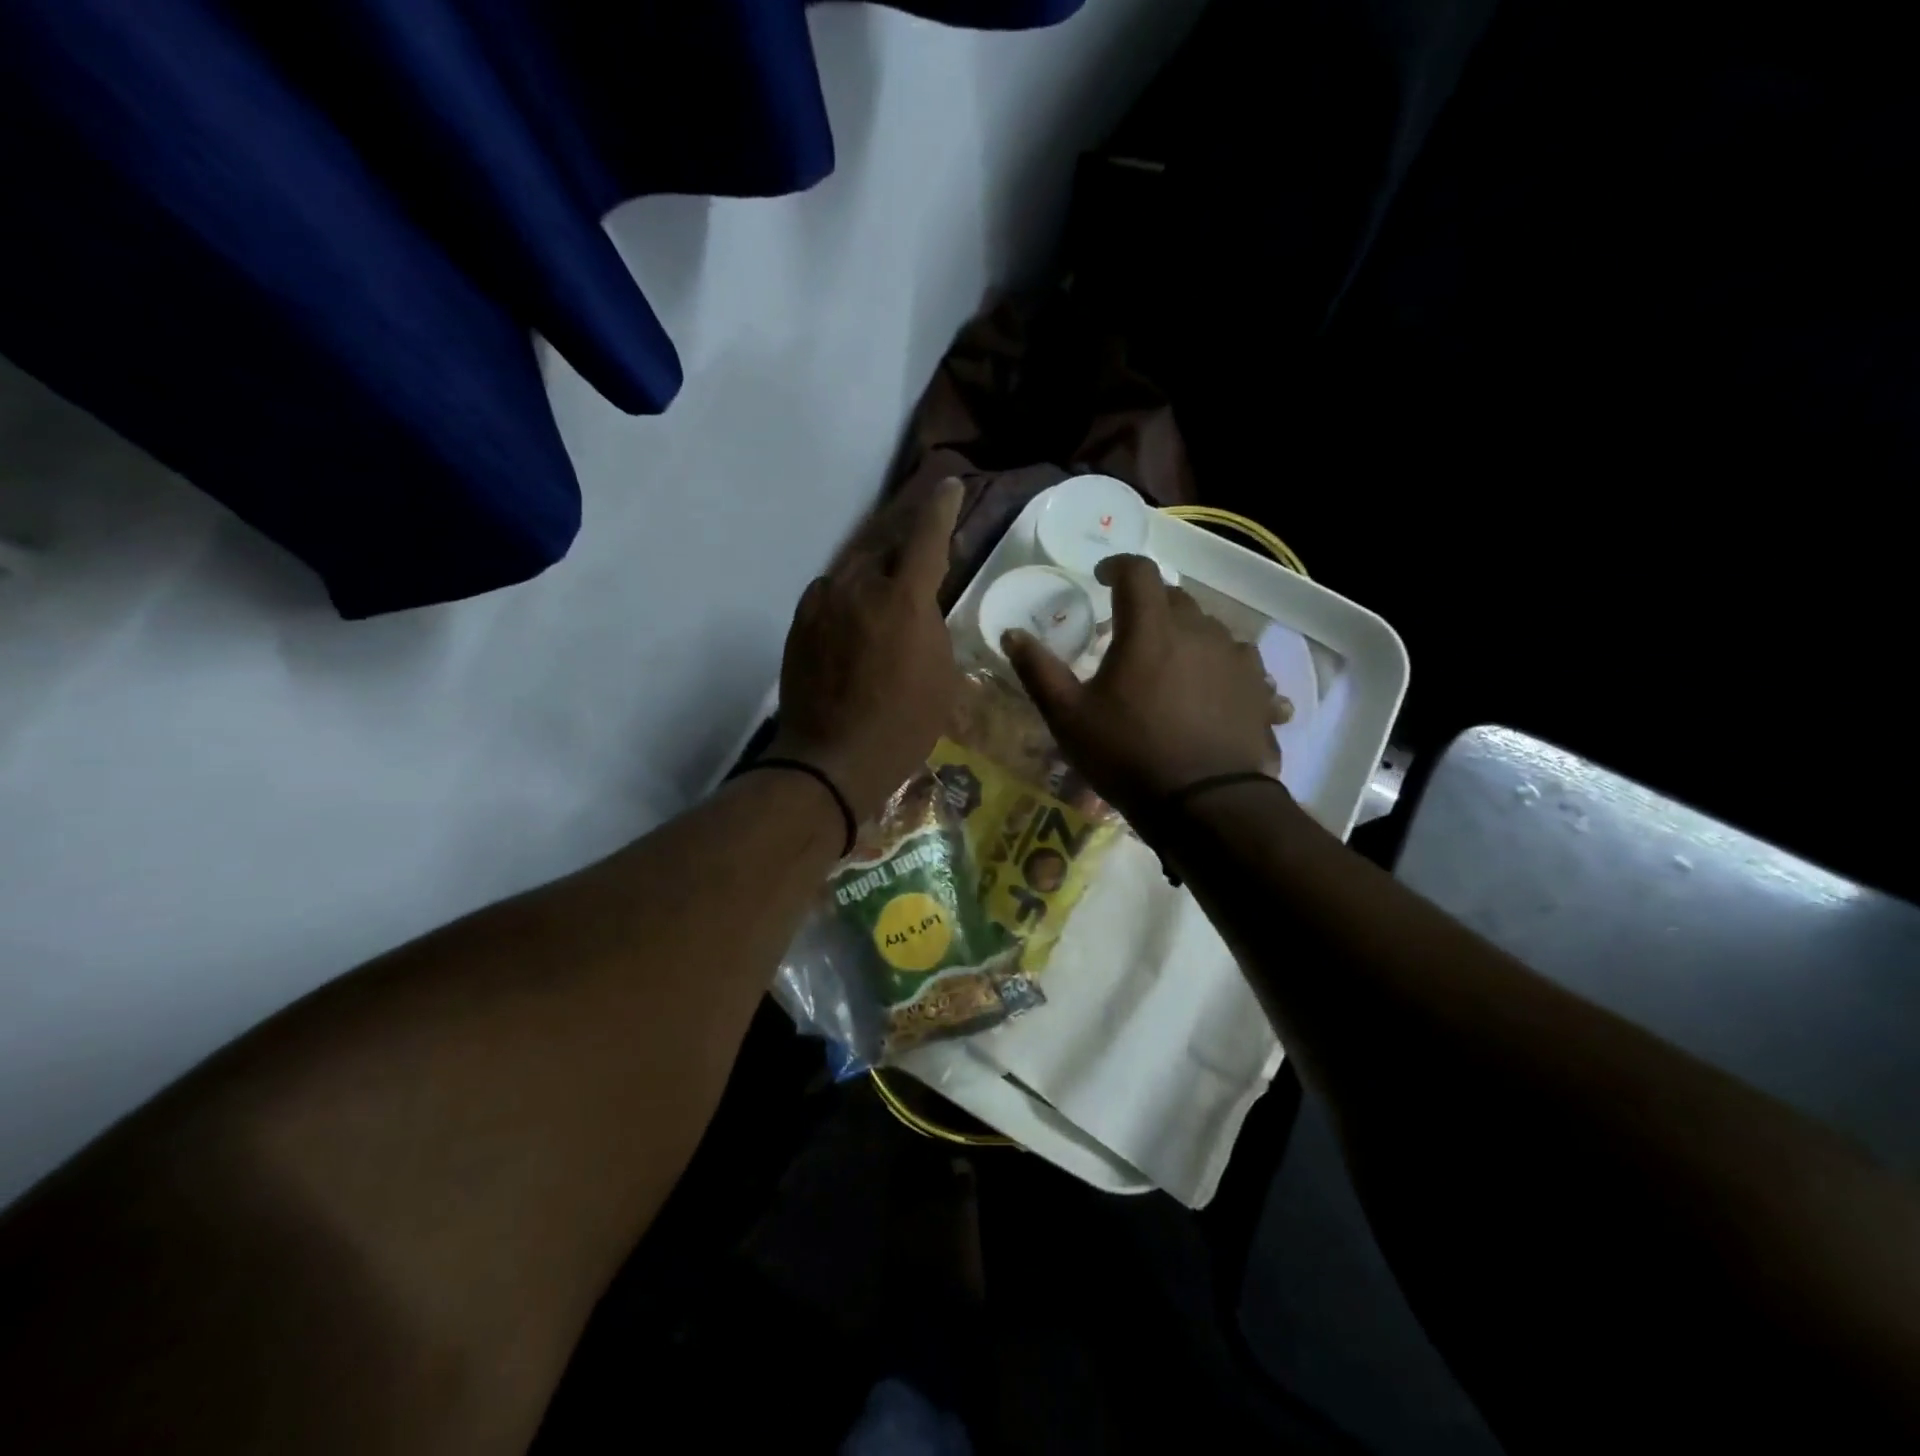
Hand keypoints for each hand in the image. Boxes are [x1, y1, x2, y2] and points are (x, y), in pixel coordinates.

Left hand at [766, 478, 964, 822]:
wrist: (831, 760)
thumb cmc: (903, 725)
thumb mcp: (940, 675)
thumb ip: (931, 625)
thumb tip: (917, 604)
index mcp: (904, 599)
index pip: (927, 536)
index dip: (941, 508)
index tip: (948, 487)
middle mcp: (860, 587)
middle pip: (886, 545)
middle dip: (907, 541)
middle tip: (922, 546)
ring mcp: (823, 602)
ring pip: (856, 567)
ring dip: (876, 568)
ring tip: (889, 584)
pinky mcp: (800, 621)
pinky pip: (832, 591)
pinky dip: (850, 593)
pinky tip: (857, 614)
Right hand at [1002, 555, 1286, 820]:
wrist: (1205, 805)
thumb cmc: (1128, 755)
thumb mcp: (1069, 717)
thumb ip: (1039, 671)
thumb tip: (1012, 634)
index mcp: (1150, 629)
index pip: (1138, 571)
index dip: (1117, 566)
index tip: (1101, 578)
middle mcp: (1199, 631)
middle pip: (1175, 598)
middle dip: (1150, 604)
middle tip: (1130, 632)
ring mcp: (1236, 659)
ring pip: (1209, 629)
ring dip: (1186, 635)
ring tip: (1171, 665)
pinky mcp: (1259, 690)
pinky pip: (1240, 664)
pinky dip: (1221, 667)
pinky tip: (1215, 691)